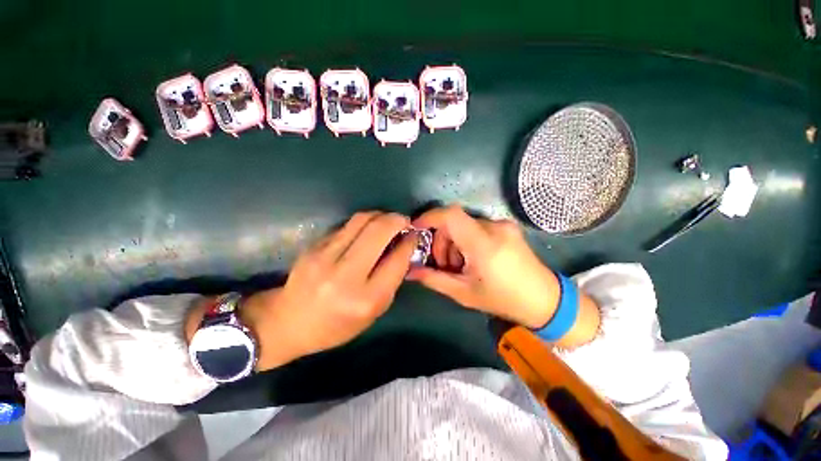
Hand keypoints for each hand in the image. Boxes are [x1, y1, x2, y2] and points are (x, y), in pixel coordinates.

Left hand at [187, 212, 417, 371]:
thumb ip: (391, 280)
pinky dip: (363, 223)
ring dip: (380, 215)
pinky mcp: (314, 246)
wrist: (288, 322)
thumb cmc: (337, 325)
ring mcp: (325, 257)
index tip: (415, 235)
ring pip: (361, 220)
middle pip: (379, 231)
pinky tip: (366, 230)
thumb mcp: (373, 312)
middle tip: (404, 222)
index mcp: (366, 299)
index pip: (397, 259)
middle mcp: (345, 275)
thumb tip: (404, 248)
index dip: (410, 242)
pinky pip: (346, 225)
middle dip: (397, 220)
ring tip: (387, 221)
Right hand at [407, 205, 559, 328]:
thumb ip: (434, 279)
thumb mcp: (463, 293)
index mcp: (484, 244)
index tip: (417, 228)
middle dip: (441, 240)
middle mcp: (494, 227)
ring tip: (459, 265)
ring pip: (465, 224)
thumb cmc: (503, 299)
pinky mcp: (507, 227)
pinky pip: (477, 226)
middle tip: (443, 264)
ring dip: (454, 241)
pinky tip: (472, 258)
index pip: (451, 215)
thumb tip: (409, 271)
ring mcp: (503, 225)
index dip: (430, 217)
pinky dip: (466, 239)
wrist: (544, 299)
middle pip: (455, 221)